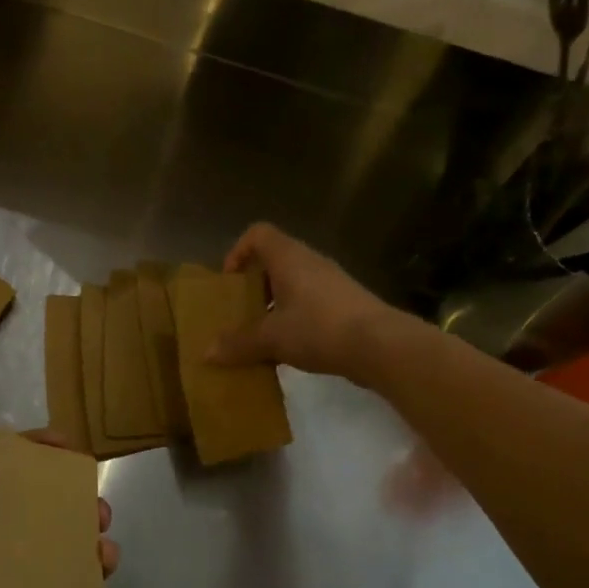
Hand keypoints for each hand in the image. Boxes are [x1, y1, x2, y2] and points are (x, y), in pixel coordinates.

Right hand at [209, 223, 396, 382]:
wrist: (381, 346)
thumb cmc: (318, 328)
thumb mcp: (271, 338)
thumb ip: (238, 343)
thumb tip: (207, 353)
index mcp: (289, 258)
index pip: (258, 234)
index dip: (238, 252)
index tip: (229, 282)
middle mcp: (311, 262)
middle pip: (274, 261)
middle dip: (254, 286)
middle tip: (240, 312)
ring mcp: (332, 283)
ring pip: (293, 284)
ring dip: (274, 305)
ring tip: (262, 335)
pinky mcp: (346, 304)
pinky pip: (310, 303)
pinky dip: (295, 319)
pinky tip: (290, 349)